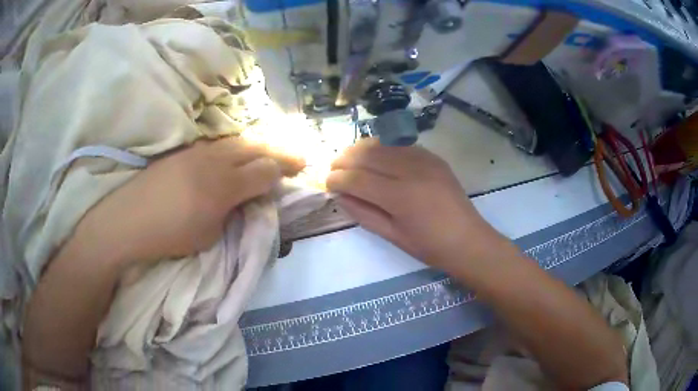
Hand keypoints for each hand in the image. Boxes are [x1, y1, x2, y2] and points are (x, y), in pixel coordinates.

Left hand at [75, 137, 304, 267]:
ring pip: (238, 141)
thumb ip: (232, 213)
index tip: (295, 174)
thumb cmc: (170, 235)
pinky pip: (218, 143)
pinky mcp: (184, 151)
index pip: (264, 171)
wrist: (128, 220)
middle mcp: (215, 160)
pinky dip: (235, 147)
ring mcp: (198, 151)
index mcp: (224, 186)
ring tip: (270, 152)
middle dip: (280, 152)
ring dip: (258, 146)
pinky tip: (236, 154)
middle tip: (297, 156)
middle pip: (256, 147)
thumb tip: (244, 199)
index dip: (282, 173)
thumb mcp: (209, 235)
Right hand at [327, 139, 508, 270]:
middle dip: (344, 160)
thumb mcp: (392, 235)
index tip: (326, 182)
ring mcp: (425, 159)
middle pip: (367, 155)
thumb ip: (363, 213)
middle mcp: (411, 170)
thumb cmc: (429, 246)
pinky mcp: (433, 156)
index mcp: (400, 196)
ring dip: (360, 149)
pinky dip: (382, 147)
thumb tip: (339, 195)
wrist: (468, 239)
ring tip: (349, 160)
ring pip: (382, 144)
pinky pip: (400, 144)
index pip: (357, 178)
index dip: (337, 179)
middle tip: (334, 169)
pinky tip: (375, 157)